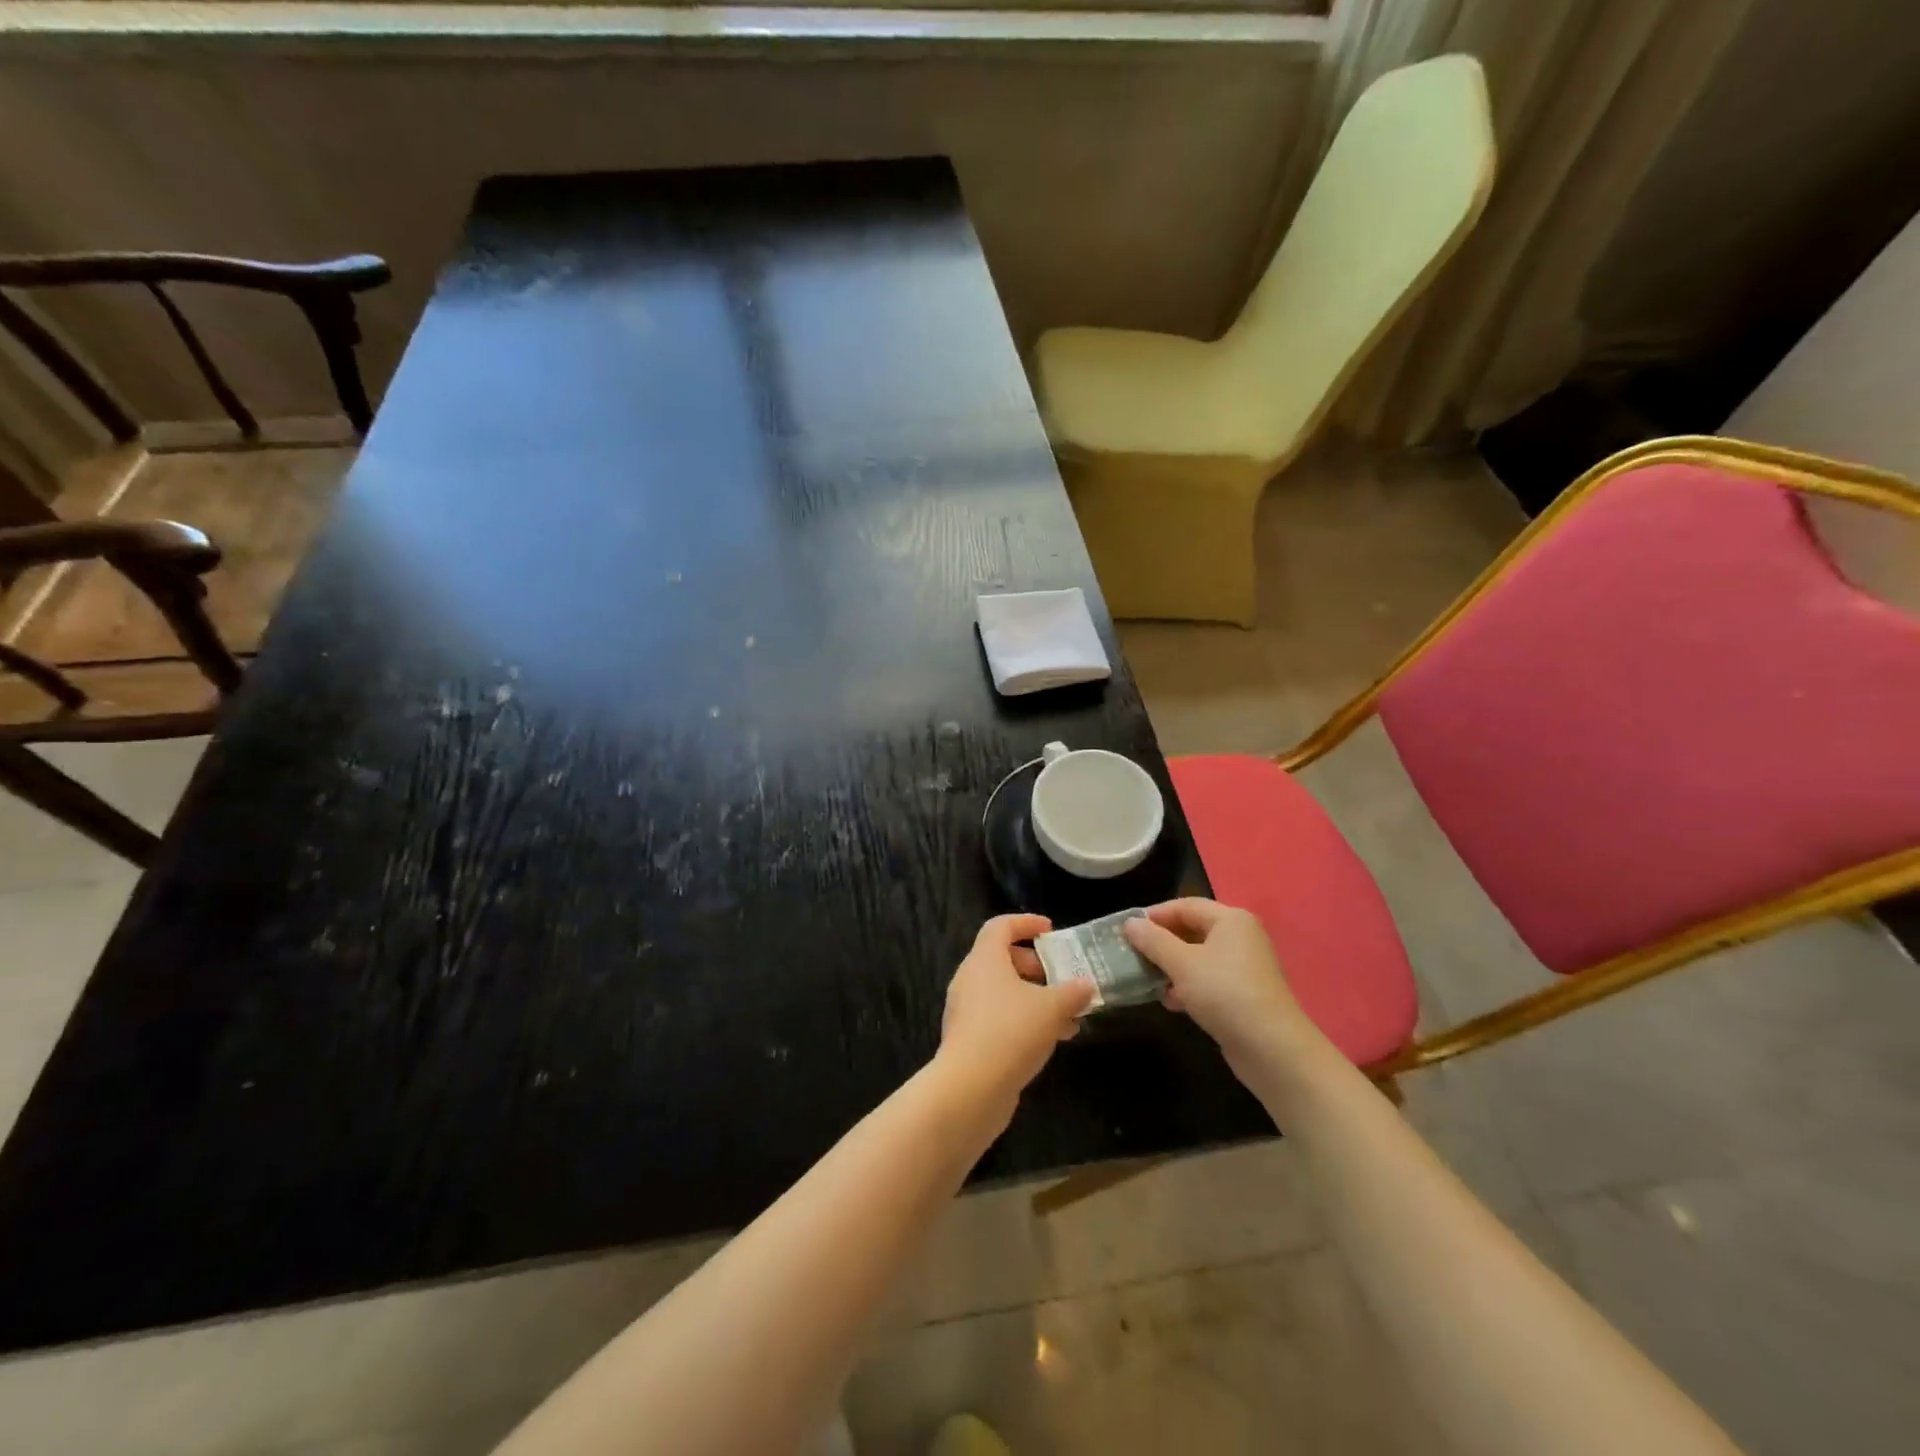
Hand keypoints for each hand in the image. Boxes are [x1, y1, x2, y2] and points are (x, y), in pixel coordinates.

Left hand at [939, 914, 1094, 1110]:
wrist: (970, 1088)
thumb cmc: (1011, 1032)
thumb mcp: (1052, 1008)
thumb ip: (1072, 993)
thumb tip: (1086, 985)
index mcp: (984, 959)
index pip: (1000, 926)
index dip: (1026, 923)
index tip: (1051, 930)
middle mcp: (969, 979)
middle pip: (1002, 959)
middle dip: (1036, 966)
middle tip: (1062, 977)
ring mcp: (966, 1011)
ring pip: (1003, 993)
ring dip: (1035, 999)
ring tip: (1069, 1017)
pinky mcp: (968, 1040)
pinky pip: (999, 1018)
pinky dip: (1024, 1020)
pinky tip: (1052, 1040)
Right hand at [1123, 899, 1325, 1083]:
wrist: (1272, 1049)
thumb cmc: (1224, 993)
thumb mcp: (1181, 963)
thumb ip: (1153, 940)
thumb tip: (1130, 923)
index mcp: (1231, 920)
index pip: (1185, 905)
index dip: (1154, 915)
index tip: (1126, 930)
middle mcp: (1240, 937)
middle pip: (1192, 930)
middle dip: (1161, 942)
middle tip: (1132, 954)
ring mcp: (1243, 967)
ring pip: (1198, 957)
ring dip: (1171, 966)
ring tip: (1147, 979)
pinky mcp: (1243, 994)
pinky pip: (1208, 980)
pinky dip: (1187, 986)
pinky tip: (1171, 1002)